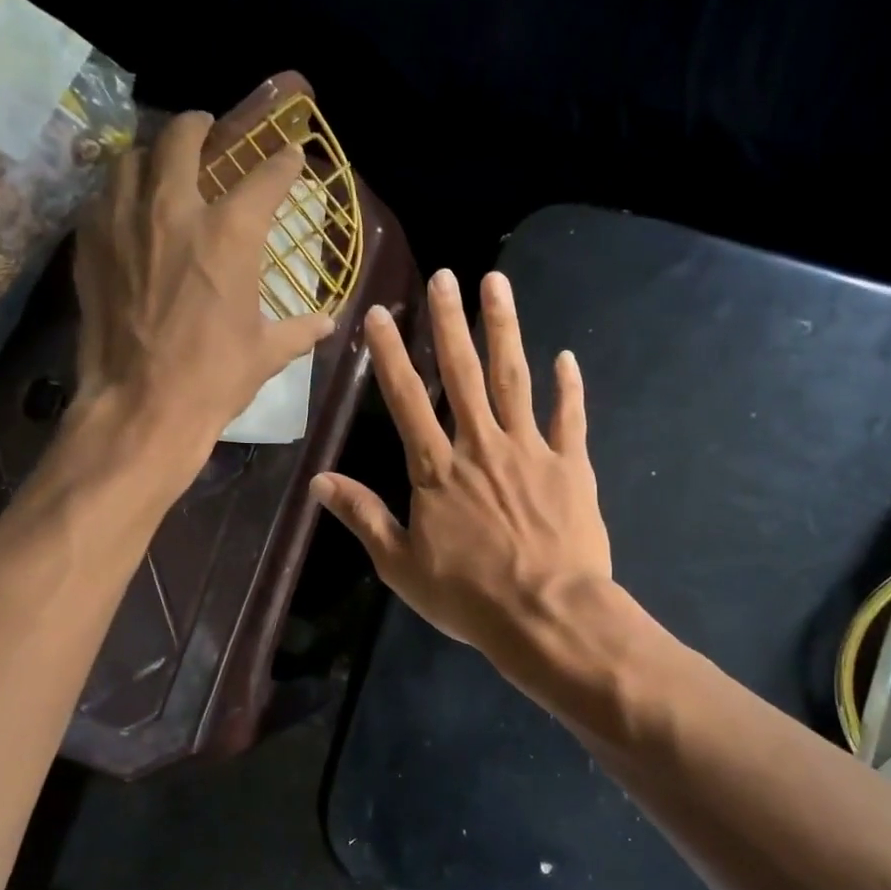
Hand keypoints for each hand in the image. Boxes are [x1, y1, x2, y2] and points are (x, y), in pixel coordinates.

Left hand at [72, 109, 333, 461]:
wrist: (141, 406)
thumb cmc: (214, 378)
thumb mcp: (266, 353)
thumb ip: (298, 330)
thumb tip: (326, 324)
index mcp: (230, 233)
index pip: (265, 177)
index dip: (283, 162)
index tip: (290, 154)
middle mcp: (174, 210)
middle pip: (183, 138)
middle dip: (200, 126)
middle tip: (207, 131)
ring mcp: (124, 222)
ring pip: (132, 157)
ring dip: (152, 154)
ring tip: (161, 166)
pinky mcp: (90, 245)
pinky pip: (102, 197)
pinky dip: (120, 193)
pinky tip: (128, 210)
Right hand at [312, 269, 611, 660]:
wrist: (549, 615)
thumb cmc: (469, 596)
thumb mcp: (401, 565)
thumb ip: (363, 516)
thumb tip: (318, 481)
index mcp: (436, 469)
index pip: (406, 400)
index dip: (390, 355)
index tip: (379, 314)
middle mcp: (481, 445)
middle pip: (462, 373)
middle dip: (450, 321)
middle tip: (445, 274)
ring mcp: (530, 451)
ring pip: (514, 379)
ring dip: (505, 329)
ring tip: (497, 284)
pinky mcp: (571, 466)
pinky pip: (570, 418)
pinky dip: (569, 387)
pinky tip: (567, 357)